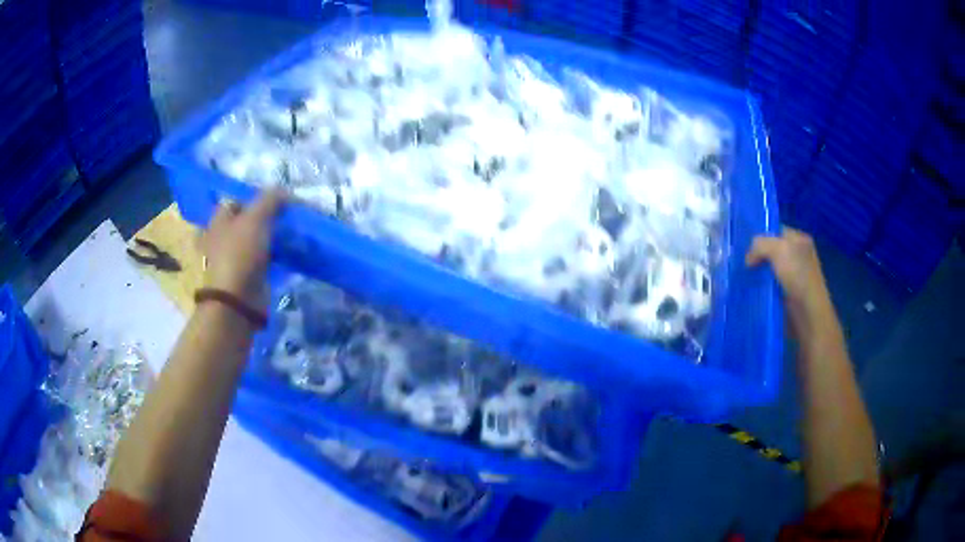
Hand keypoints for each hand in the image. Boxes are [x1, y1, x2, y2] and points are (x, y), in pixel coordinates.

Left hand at [201, 190, 283, 310]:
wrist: (238, 300)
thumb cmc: (240, 253)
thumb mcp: (256, 219)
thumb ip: (270, 200)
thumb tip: (286, 190)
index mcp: (218, 220)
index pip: (236, 201)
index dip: (255, 198)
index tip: (276, 200)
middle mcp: (222, 237)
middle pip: (246, 221)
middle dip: (265, 218)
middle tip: (285, 216)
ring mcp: (233, 258)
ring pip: (255, 240)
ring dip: (270, 237)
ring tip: (291, 233)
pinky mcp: (245, 275)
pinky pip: (262, 259)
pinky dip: (273, 255)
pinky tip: (288, 252)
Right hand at [746, 227, 837, 341]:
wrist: (808, 315)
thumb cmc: (798, 277)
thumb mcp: (779, 250)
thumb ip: (761, 244)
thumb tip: (748, 259)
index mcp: (800, 240)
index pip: (776, 231)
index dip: (761, 235)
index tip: (745, 245)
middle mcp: (797, 256)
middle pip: (771, 250)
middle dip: (756, 256)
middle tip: (741, 262)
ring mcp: (792, 276)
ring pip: (768, 269)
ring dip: (756, 274)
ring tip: (742, 277)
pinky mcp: (785, 294)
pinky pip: (768, 286)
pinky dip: (759, 288)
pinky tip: (750, 290)